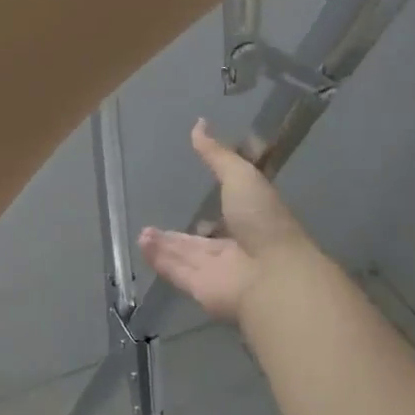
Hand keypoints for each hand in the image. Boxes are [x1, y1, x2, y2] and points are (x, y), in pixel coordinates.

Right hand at [139, 120, 318, 322]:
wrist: (272, 275)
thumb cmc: (262, 220)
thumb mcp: (241, 176)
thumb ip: (217, 155)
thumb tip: (199, 124)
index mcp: (252, 221)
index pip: (227, 213)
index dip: (210, 207)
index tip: (189, 197)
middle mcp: (235, 248)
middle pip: (200, 242)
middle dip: (178, 236)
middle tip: (152, 225)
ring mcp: (218, 272)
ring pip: (185, 257)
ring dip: (164, 247)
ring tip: (142, 235)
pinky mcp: (200, 289)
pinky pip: (176, 272)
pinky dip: (159, 260)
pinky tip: (142, 247)